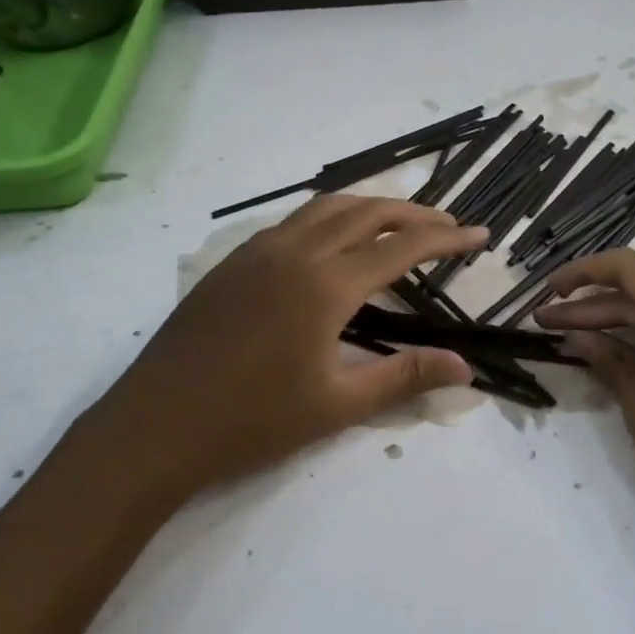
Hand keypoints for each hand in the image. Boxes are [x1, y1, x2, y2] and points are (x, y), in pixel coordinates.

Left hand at [73, 196, 486, 498]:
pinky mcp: (233, 263)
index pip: (402, 246)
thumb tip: (465, 366)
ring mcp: (258, 252)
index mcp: (326, 284)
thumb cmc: (253, 421)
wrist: (156, 425)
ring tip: (398, 223)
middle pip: (366, 212)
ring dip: (369, 208)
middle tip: (446, 225)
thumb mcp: (338, 404)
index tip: (478, 235)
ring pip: (325, 208)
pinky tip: (332, 244)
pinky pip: (292, 222)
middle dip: (412, 213)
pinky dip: (329, 218)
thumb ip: (405, 377)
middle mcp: (295, 252)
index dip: (446, 238)